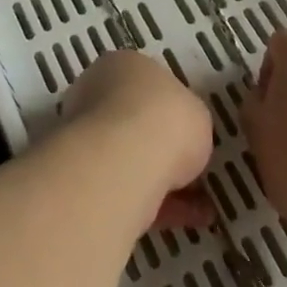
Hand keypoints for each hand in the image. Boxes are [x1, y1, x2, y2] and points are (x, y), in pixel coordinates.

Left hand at [62, 50, 214, 229]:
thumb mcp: (197, 113)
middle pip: (133, 121)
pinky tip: (188, 221)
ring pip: (130, 159)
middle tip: (193, 171)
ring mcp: (85, 135)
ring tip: (201, 208)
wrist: (125, 162)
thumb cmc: (166, 119)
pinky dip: (157, 206)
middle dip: (162, 147)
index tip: (189, 133)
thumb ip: (188, 120)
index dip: (170, 109)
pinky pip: (127, 189)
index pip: (146, 83)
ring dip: (163, 181)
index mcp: (122, 65)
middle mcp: (97, 94)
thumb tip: (181, 135)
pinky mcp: (85, 177)